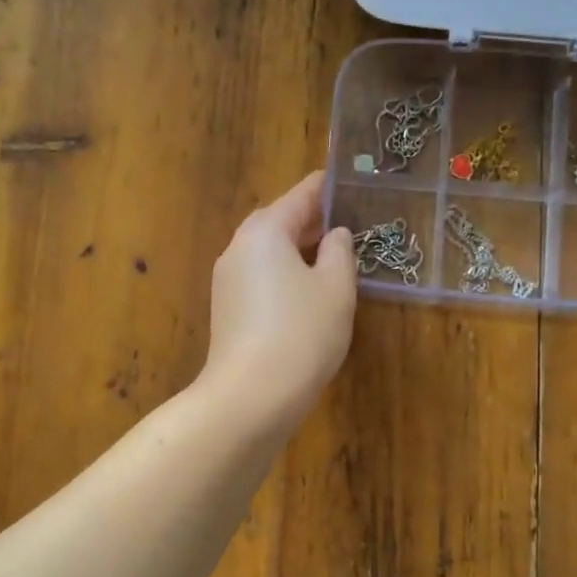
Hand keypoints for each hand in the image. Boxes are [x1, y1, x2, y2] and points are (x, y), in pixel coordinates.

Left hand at [200, 171, 357, 438]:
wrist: (251, 397)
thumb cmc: (302, 333)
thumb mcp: (336, 289)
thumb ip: (340, 252)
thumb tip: (335, 234)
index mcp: (265, 231)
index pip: (301, 195)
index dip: (327, 187)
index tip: (348, 180)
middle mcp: (239, 247)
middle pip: (279, 222)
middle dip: (312, 220)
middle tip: (348, 220)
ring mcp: (228, 280)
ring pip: (268, 252)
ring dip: (298, 249)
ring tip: (333, 256)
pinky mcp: (227, 310)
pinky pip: (261, 277)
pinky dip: (285, 274)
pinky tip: (308, 291)